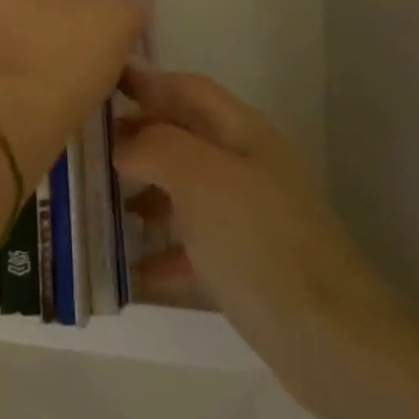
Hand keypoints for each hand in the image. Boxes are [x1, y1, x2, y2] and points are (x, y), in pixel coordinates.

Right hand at [113, 67, 404, 418]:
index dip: (145, 81)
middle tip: (87, 150)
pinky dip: (163, 250)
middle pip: (184, 137)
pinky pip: (194, 245)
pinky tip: (131, 268)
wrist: (331, 338)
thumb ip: (154, 146)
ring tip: (99, 205)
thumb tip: (124, 145)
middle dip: (137, 138)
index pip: (187, 89)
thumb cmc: (258, 240)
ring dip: (145, 193)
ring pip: (185, 190)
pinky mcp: (247, 264)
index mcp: (242, 132)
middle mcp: (246, 165)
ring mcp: (249, 216)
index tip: (98, 84)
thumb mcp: (199, 177)